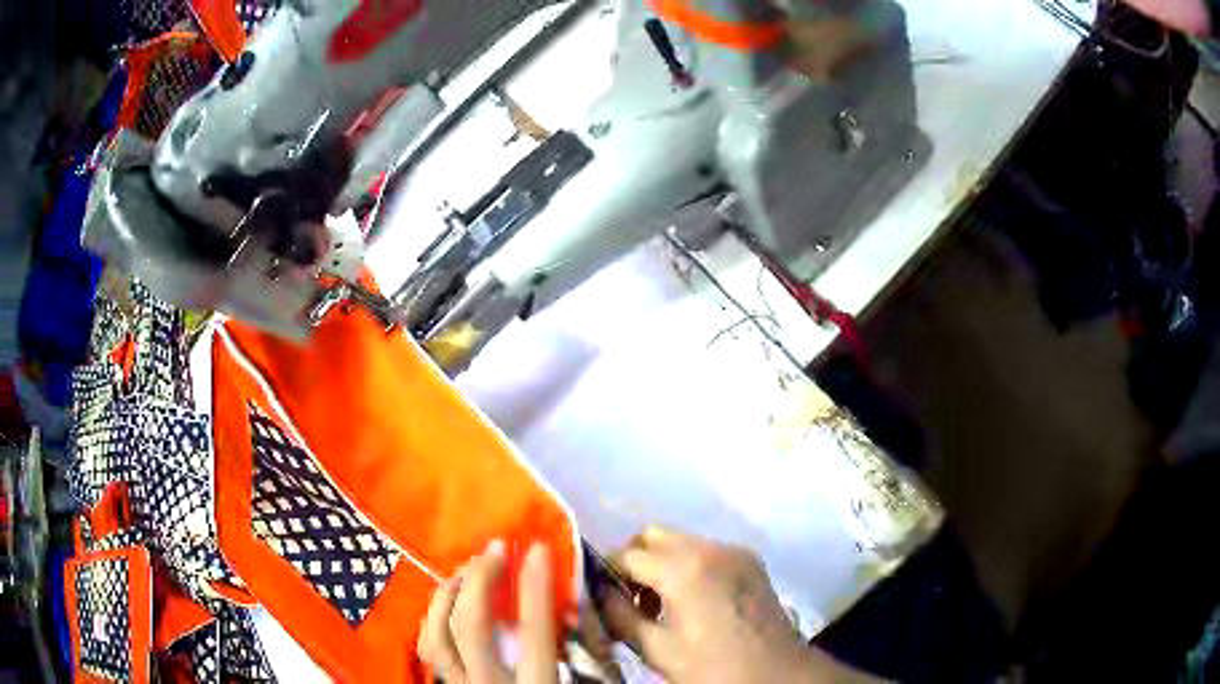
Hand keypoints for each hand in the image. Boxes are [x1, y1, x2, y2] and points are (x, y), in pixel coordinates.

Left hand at [418, 541, 557, 683]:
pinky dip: (434, 618)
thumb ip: (559, 642)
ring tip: (467, 572)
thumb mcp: (562, 676)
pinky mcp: (446, 681)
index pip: (534, 632)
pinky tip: (448, 604)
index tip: (537, 549)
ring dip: (449, 594)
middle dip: (479, 578)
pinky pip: (428, 646)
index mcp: (534, 683)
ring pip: (437, 632)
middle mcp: (489, 682)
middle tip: (495, 550)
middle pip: (471, 624)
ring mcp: (461, 683)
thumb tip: (565, 602)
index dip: (534, 587)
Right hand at [603, 528, 878, 683]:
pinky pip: (707, 549)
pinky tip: (692, 597)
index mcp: (683, 569)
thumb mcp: (658, 650)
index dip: (608, 573)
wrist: (777, 672)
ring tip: (660, 600)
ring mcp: (734, 550)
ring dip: (662, 560)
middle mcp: (709, 547)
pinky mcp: (750, 560)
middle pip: (654, 534)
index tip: (602, 595)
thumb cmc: (714, 667)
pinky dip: (689, 563)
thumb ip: (622, 617)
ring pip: (681, 539)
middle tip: (630, 596)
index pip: (627, 554)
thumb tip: (601, 594)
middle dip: (635, 559)